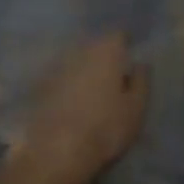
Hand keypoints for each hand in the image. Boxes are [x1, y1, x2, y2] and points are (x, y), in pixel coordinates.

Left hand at [12, 33, 149, 183]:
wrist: (56, 149)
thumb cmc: (105, 127)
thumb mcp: (136, 108)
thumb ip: (141, 81)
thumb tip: (141, 63)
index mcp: (107, 50)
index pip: (119, 34)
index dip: (126, 43)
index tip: (131, 54)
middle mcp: (81, 49)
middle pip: (96, 44)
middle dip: (105, 55)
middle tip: (114, 73)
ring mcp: (58, 64)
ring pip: (77, 59)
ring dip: (85, 68)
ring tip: (93, 88)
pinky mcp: (41, 82)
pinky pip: (62, 75)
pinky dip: (69, 82)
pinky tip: (72, 99)